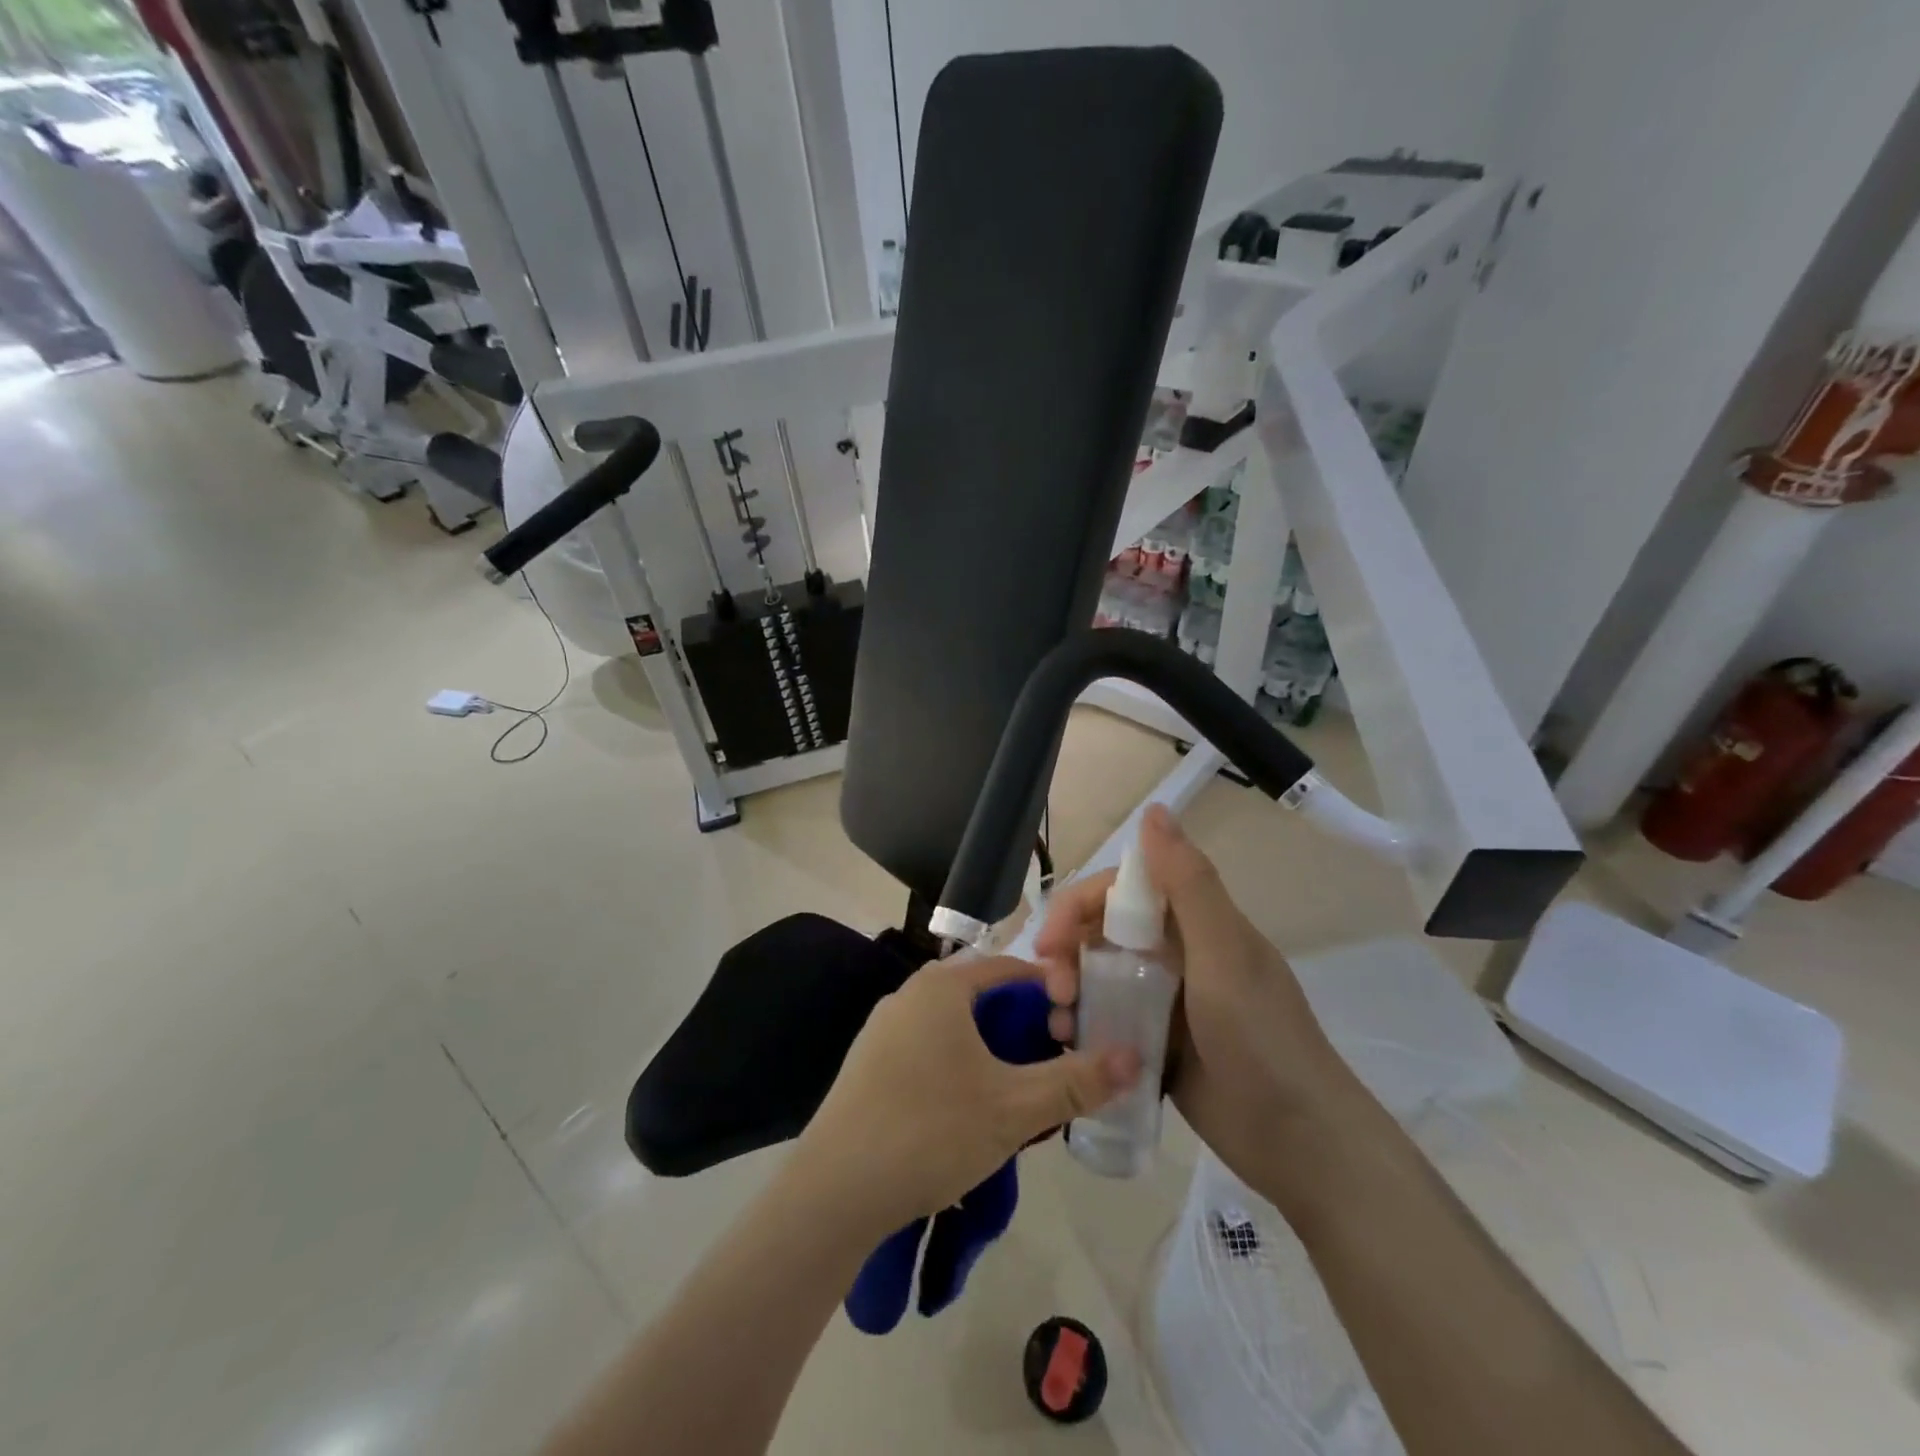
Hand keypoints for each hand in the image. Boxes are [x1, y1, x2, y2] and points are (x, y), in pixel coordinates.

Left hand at [794, 956, 1139, 1235]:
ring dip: (992, 1049)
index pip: (1012, 968)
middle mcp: (910, 994)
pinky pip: (928, 1048)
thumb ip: (1076, 1081)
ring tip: (1018, 1092)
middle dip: (1023, 1026)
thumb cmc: (931, 1131)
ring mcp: (883, 1028)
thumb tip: (1134, 1056)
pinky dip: (959, 1065)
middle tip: (1053, 1066)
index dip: (1052, 992)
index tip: (1079, 1029)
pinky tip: (968, 1110)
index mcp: (942, 986)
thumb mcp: (1014, 1109)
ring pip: (955, 1025)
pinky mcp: (869, 1063)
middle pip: (983, 996)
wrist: (834, 1191)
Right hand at [1035, 805, 1350, 1190]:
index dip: (1080, 905)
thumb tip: (1154, 809)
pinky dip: (1085, 1025)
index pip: (1122, 890)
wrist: (1300, 1143)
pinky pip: (1109, 1019)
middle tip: (1052, 989)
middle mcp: (1177, 954)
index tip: (1051, 941)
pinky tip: (1072, 1045)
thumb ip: (1188, 883)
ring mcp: (1166, 1000)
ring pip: (1100, 976)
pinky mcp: (1157, 1043)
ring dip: (1071, 990)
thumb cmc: (1260, 1039)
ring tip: (1060, 1026)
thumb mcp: (1224, 954)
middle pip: (1103, 932)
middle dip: (1067, 951)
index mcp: (1194, 924)